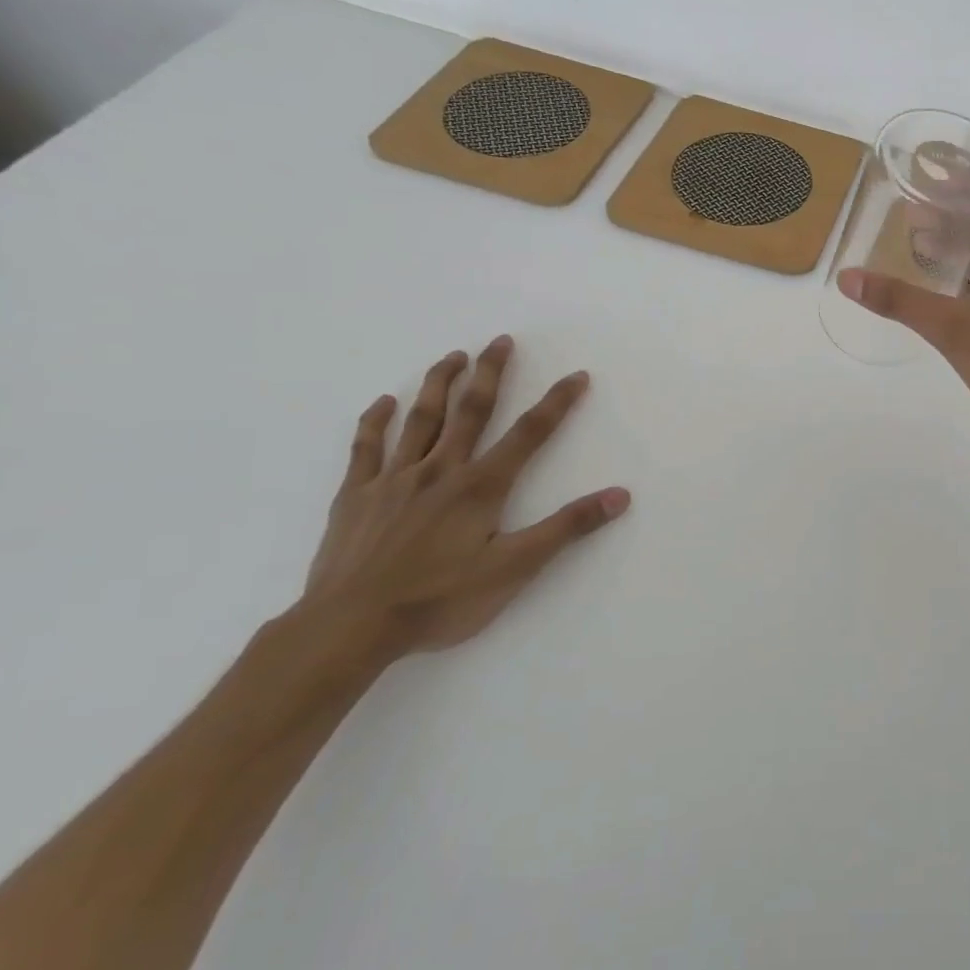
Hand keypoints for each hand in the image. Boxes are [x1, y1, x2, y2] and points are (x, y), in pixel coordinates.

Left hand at [303, 335, 629, 657]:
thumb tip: (619, 496)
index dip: (557, 403)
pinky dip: (375, 421)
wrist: (349, 628)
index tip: (577, 375)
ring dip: (439, 384)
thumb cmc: (439, 600)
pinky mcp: (356, 497)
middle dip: (490, 374)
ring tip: (453, 355)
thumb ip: (567, 528)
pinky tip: (384, 402)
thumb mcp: (515, 568)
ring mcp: (393, 480)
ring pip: (420, 420)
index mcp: (480, 487)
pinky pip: (366, 448)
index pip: (530, 434)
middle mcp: (439, 471)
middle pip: (470, 412)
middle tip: (501, 341)